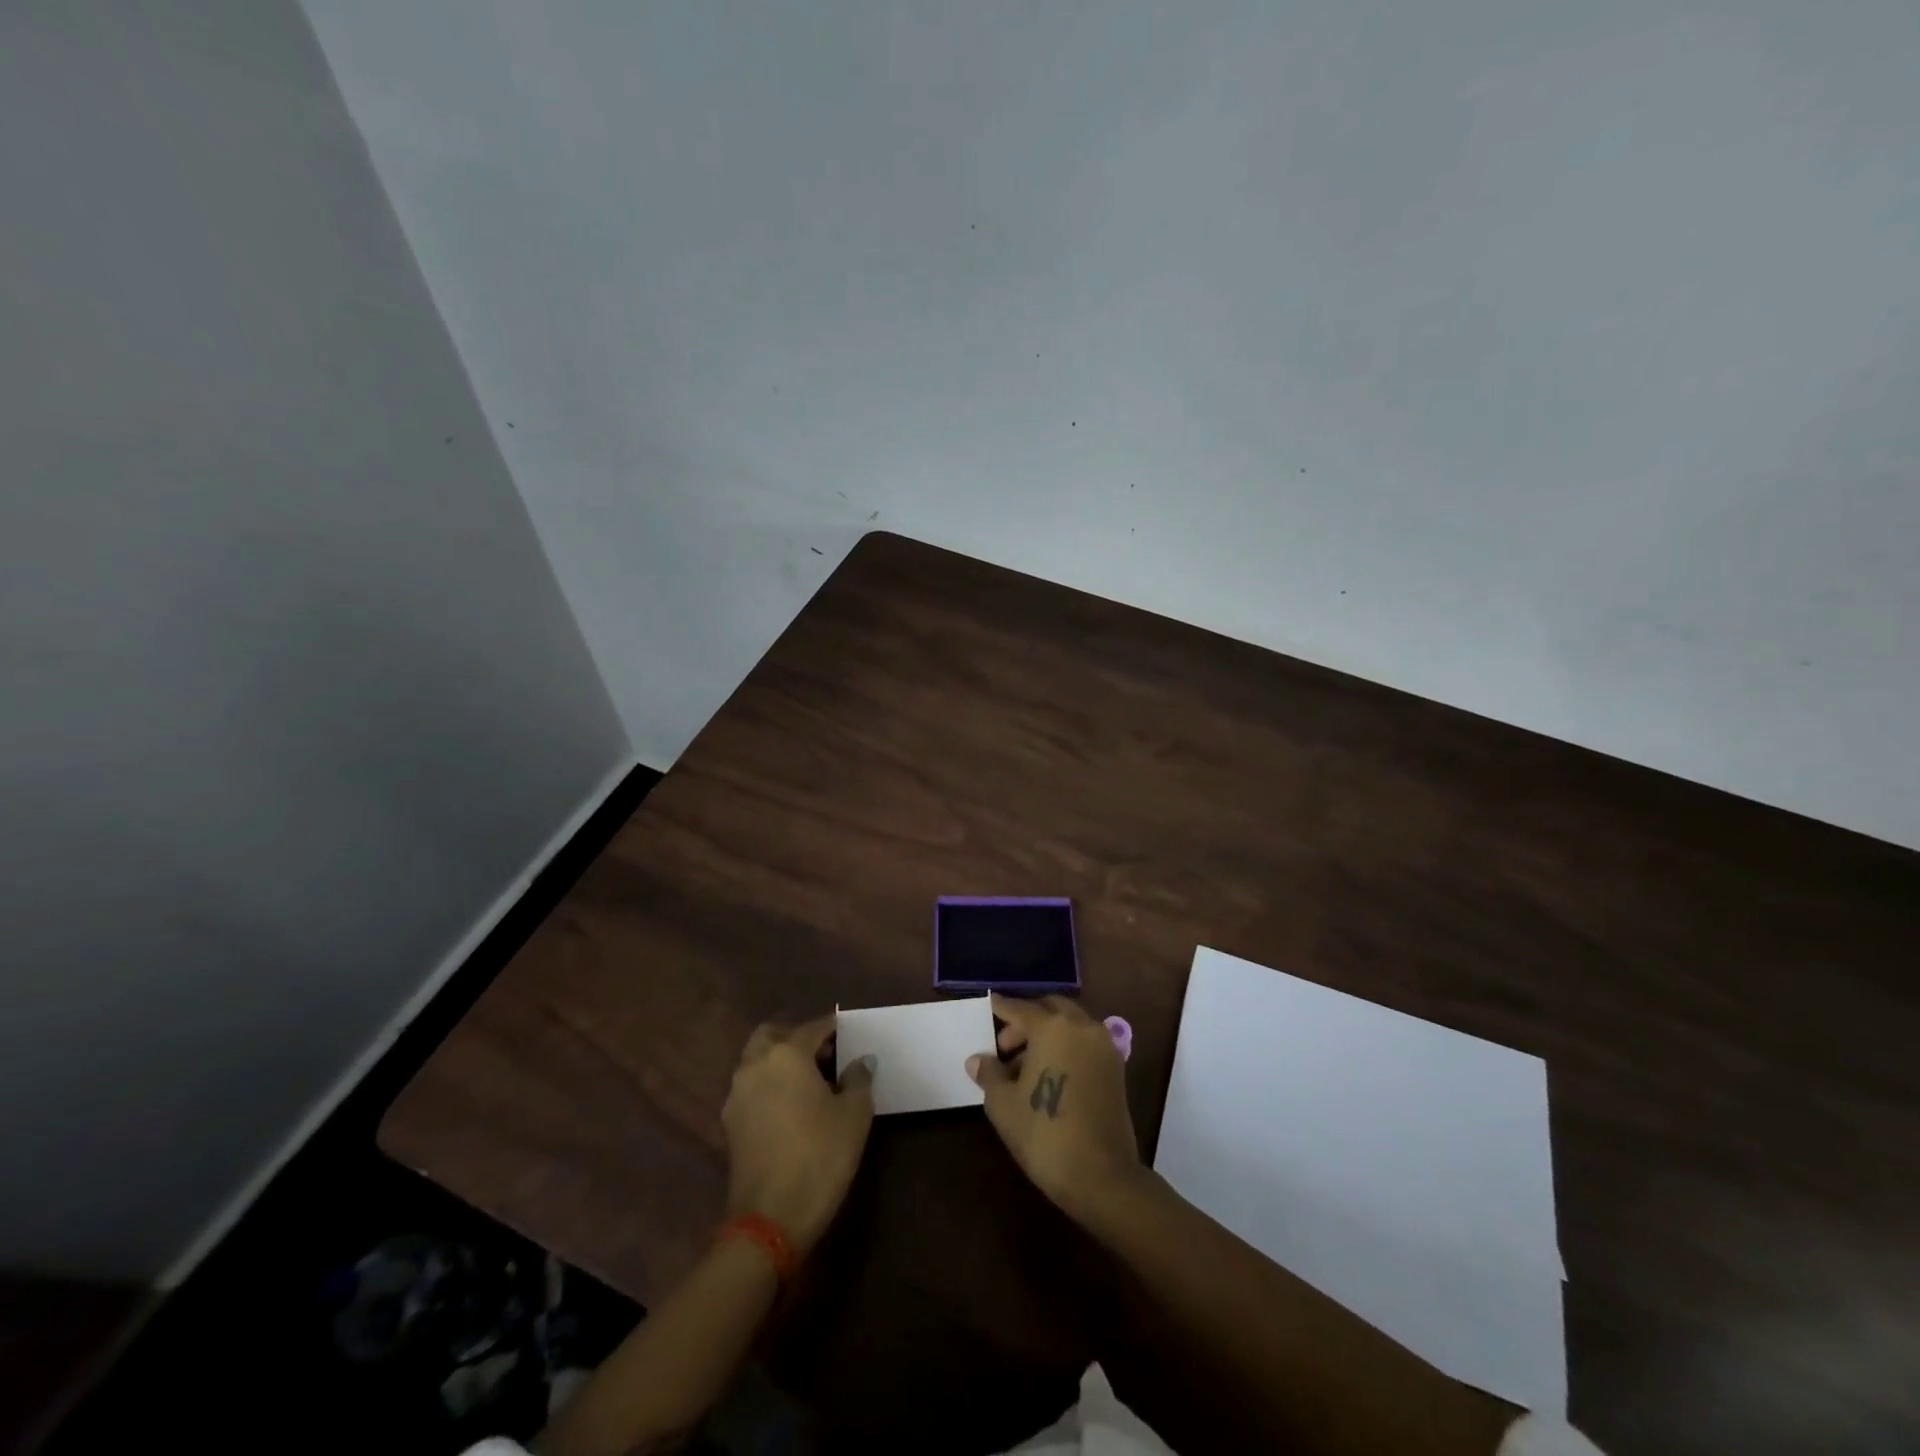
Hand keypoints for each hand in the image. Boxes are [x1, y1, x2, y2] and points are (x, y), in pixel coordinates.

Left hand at [722, 1015, 875, 1256]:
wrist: (770, 1220)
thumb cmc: (820, 1156)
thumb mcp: (854, 1115)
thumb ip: (859, 1078)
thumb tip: (861, 1061)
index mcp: (786, 1054)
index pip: (812, 1028)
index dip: (832, 1027)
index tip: (847, 1030)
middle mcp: (755, 1065)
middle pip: (772, 1035)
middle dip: (795, 1037)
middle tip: (822, 1052)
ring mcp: (737, 1095)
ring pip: (756, 1061)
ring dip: (778, 1061)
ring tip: (808, 1081)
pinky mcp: (729, 1124)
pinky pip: (750, 1088)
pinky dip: (768, 1086)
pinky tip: (789, 1106)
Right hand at [967, 993, 1144, 1222]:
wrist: (1101, 1176)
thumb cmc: (1044, 1134)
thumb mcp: (1004, 1104)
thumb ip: (990, 1073)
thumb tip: (978, 1059)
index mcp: (1052, 1026)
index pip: (1019, 1008)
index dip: (1001, 1008)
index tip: (989, 1004)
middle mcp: (1081, 1026)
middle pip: (1049, 1009)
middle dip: (1026, 1021)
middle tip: (1005, 1047)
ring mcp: (1103, 1046)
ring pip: (1069, 1025)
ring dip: (1047, 1035)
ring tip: (1023, 1068)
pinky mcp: (1116, 1067)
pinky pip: (1084, 1043)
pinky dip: (1066, 1047)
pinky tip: (1049, 1075)